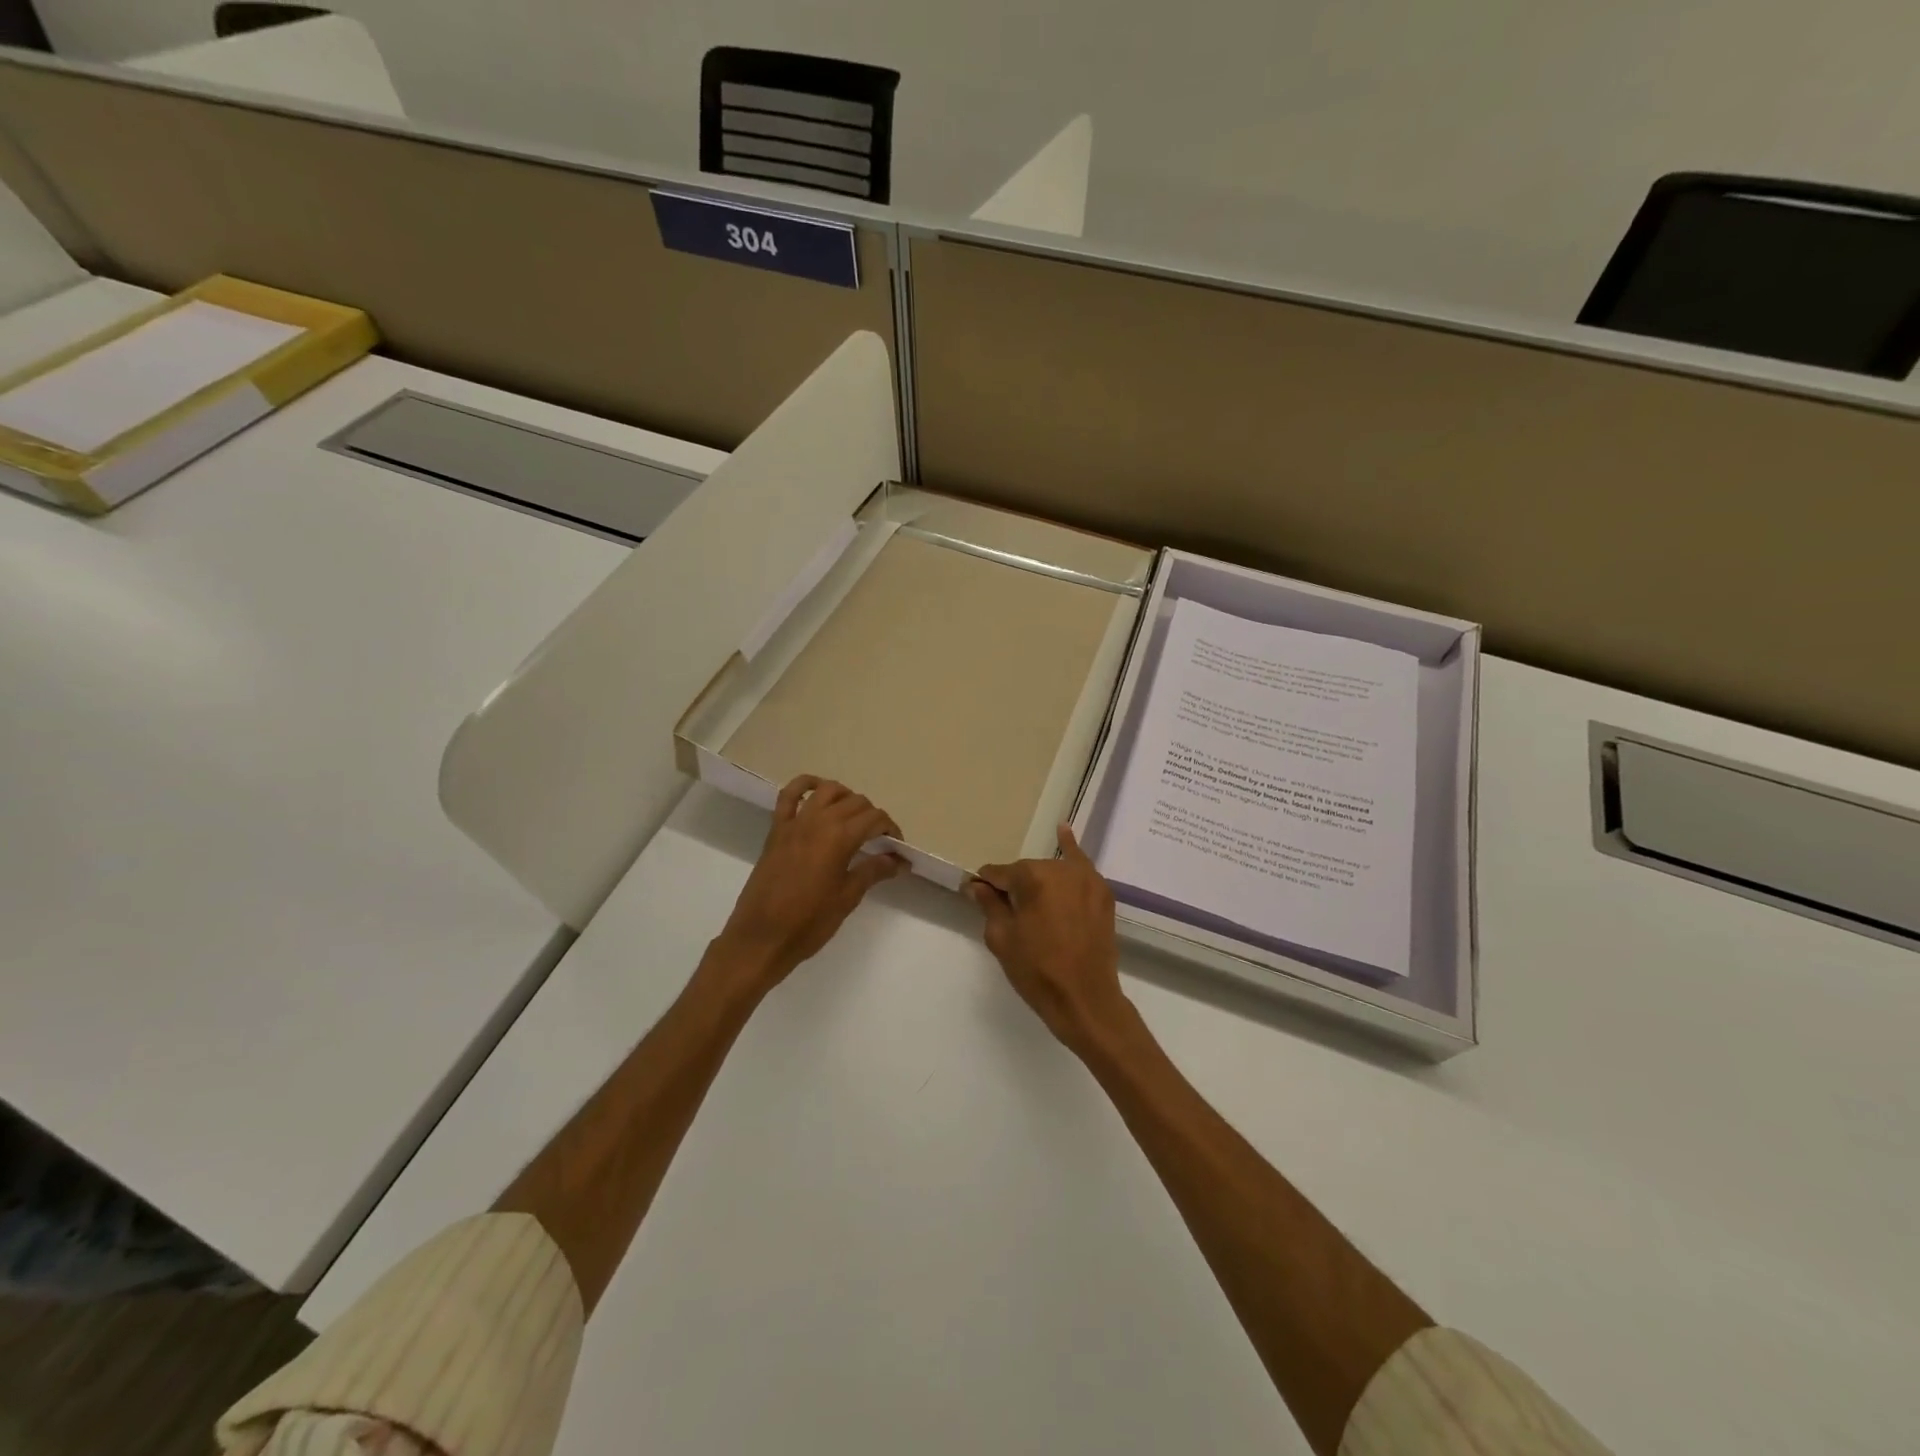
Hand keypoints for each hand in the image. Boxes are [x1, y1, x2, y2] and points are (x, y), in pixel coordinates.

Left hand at [711, 776, 907, 993]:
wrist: (761, 937)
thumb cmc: (809, 922)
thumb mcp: (847, 898)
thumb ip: (873, 871)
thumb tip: (898, 860)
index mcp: (840, 837)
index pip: (875, 818)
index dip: (891, 830)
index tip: (897, 849)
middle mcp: (818, 821)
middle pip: (855, 802)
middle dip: (872, 816)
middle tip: (879, 841)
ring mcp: (795, 822)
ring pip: (827, 791)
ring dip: (846, 797)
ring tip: (853, 817)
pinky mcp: (776, 829)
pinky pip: (789, 795)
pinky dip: (804, 785)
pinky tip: (817, 791)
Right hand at [970, 824, 1135, 1057]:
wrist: (1085, 999)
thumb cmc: (1037, 971)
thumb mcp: (1002, 939)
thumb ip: (989, 905)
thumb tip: (977, 886)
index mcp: (1032, 877)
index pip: (999, 874)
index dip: (986, 887)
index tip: (975, 895)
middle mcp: (1060, 868)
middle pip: (1026, 872)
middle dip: (1015, 887)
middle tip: (1009, 914)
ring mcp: (1086, 878)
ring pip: (1051, 872)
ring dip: (1040, 882)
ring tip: (1032, 901)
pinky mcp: (1102, 892)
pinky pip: (1081, 866)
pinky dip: (1071, 849)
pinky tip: (1063, 830)